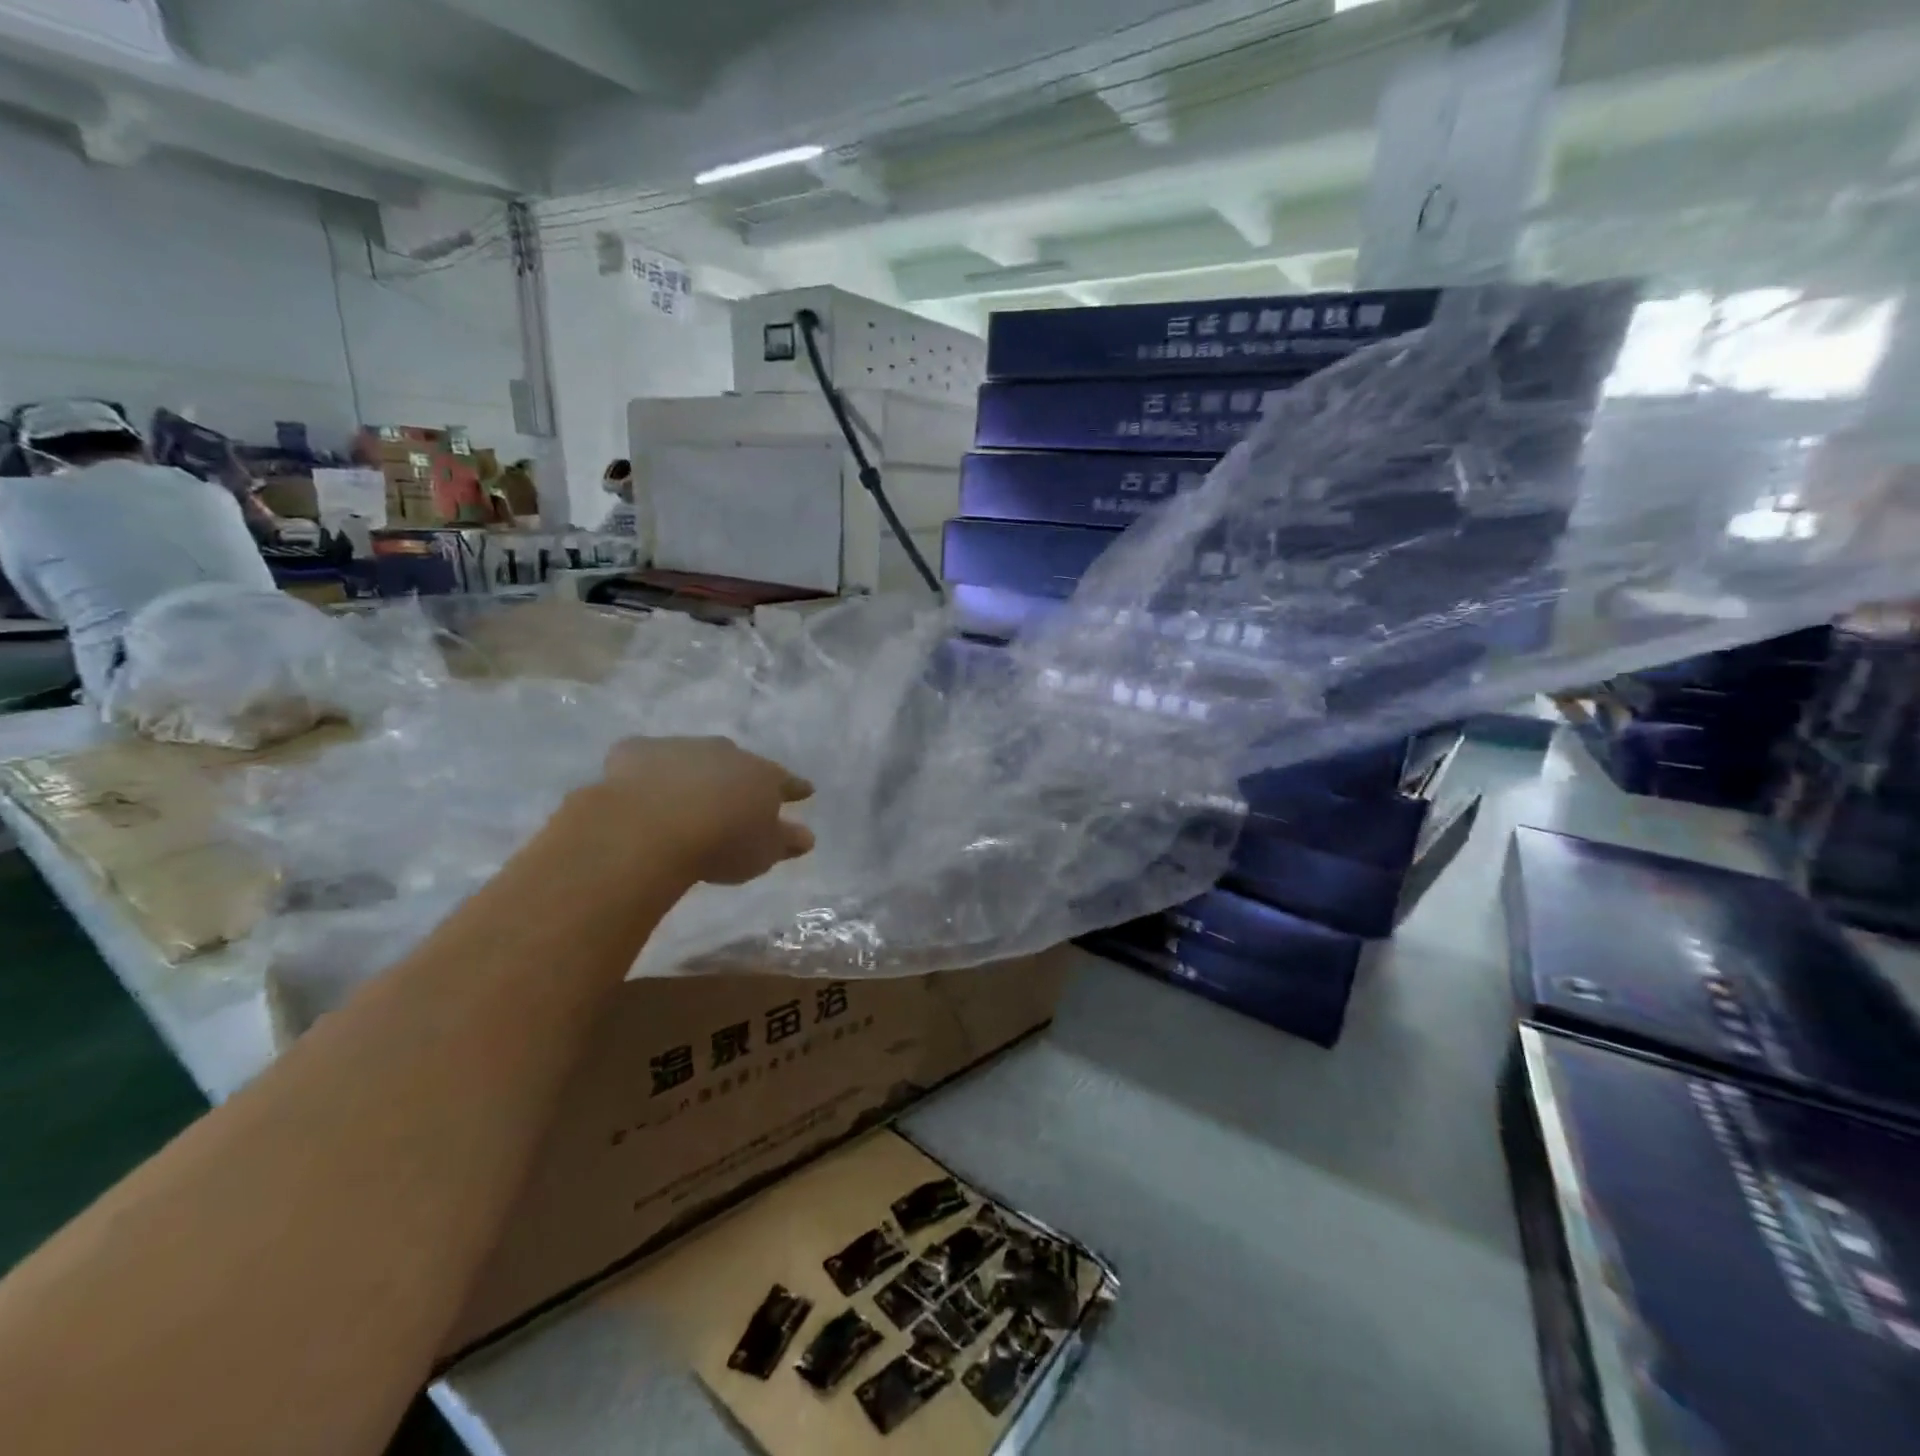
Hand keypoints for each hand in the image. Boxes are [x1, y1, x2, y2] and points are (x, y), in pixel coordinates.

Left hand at [599, 736, 813, 886]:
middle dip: (739, 776)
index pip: (785, 780)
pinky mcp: (635, 751)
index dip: (795, 788)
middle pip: (738, 763)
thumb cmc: (720, 843)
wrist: (650, 827)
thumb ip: (785, 842)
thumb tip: (807, 836)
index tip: (805, 791)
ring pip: (692, 756)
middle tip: (736, 793)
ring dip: (693, 772)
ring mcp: (679, 747)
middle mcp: (725, 753)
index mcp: (761, 775)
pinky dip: (647, 771)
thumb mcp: (762, 853)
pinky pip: (646, 759)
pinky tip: (638, 788)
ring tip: (685, 795)